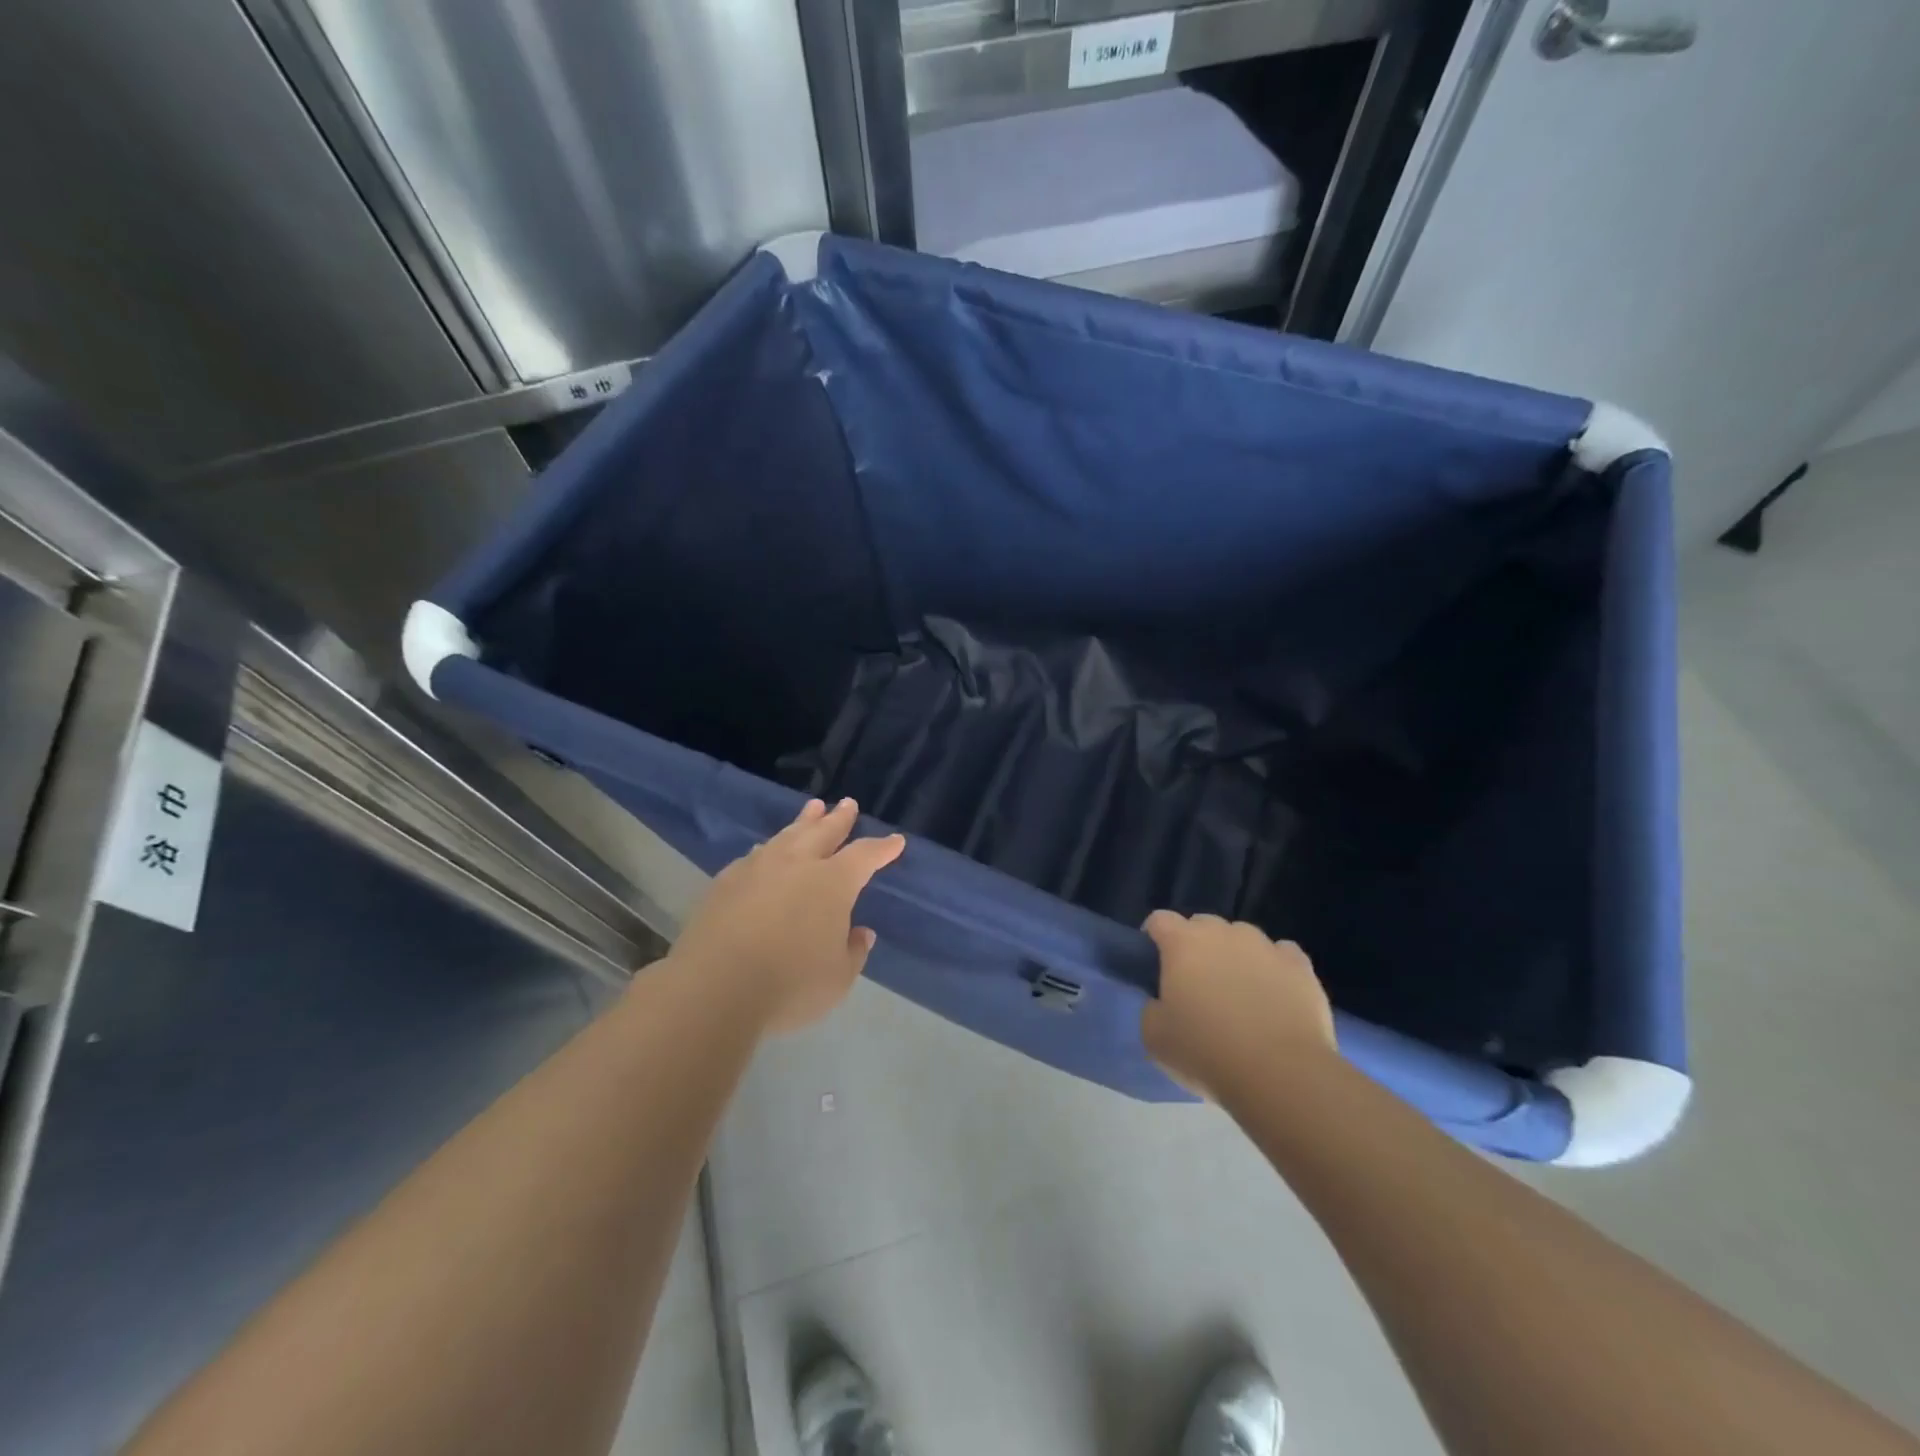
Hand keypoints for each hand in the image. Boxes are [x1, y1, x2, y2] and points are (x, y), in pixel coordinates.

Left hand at [669, 798, 904, 1033]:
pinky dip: (769, 849)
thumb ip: (853, 952)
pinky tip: (765, 851)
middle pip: (824, 832)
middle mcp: (797, 864)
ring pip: (787, 836)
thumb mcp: (837, 978)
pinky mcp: (725, 882)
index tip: (895, 841)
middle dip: (839, 818)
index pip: (865, 856)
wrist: (713, 988)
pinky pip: (755, 855)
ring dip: (803, 822)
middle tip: (847, 803)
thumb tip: (861, 933)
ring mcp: (758, 869)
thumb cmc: (789, 985)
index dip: (882, 848)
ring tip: (812, 810)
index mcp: (833, 883)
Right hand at [1141, 912, 1335, 1102]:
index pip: (1159, 920)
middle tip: (1196, 984)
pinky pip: (1281, 954)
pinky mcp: (1300, 965)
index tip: (1154, 963)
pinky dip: (1274, 968)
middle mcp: (1223, 933)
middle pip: (1202, 924)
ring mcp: (1265, 946)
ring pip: (1242, 937)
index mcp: (1183, 943)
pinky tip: (1275, 995)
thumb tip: (1163, 1001)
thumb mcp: (1154, 1037)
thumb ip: (1152, 1007)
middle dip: (1195, 946)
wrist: (1281, 1076)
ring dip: (1235, 955)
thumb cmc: (1207, 1053)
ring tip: (1240, 993)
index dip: (1153, 937)